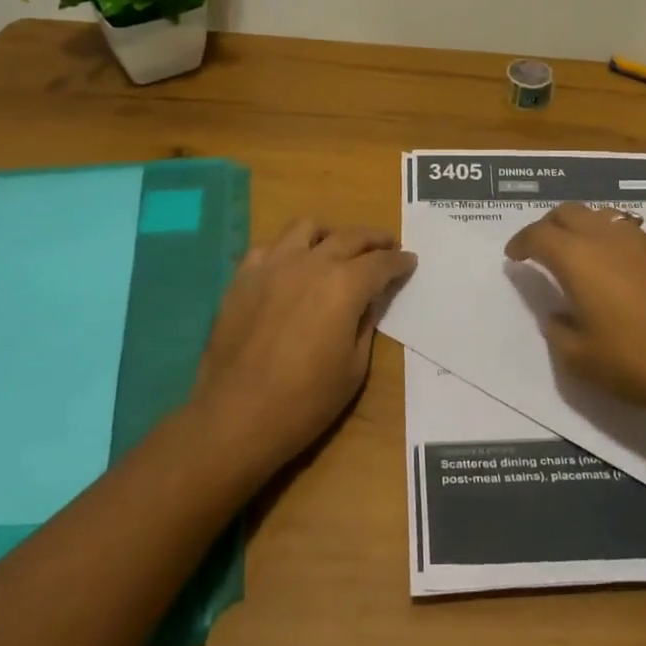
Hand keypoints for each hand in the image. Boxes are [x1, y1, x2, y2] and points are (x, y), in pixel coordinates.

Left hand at [192, 219, 416, 476]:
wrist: (235, 417)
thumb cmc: (305, 401)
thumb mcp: (354, 368)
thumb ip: (366, 323)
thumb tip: (370, 299)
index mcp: (344, 285)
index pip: (381, 262)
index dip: (399, 261)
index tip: (409, 260)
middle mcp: (311, 263)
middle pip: (349, 237)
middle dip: (374, 239)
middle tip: (386, 246)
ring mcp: (273, 265)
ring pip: (306, 228)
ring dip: (328, 235)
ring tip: (335, 248)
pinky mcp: (243, 277)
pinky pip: (270, 247)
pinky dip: (287, 250)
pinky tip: (291, 267)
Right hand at [504, 203, 645, 418]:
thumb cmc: (640, 360)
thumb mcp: (583, 359)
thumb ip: (560, 332)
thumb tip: (557, 316)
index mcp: (578, 258)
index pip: (538, 235)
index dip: (521, 242)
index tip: (514, 256)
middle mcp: (607, 237)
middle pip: (569, 212)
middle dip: (549, 225)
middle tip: (542, 248)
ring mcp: (643, 240)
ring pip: (602, 217)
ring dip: (583, 228)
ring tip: (580, 254)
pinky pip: (630, 234)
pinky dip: (613, 242)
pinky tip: (621, 270)